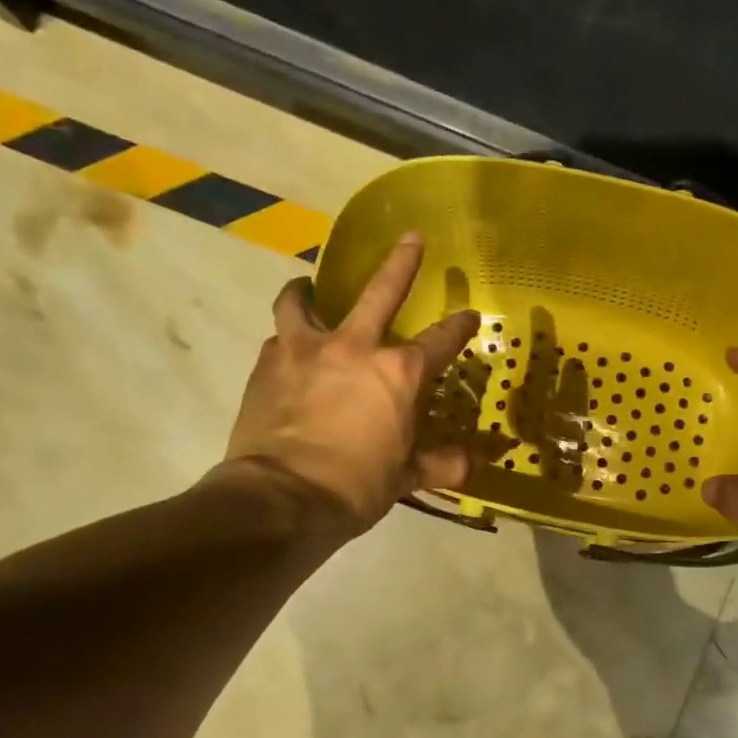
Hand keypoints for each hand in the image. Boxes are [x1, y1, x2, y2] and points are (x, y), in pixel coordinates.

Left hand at [220, 234, 479, 529]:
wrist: (281, 499)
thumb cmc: (355, 488)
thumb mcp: (405, 478)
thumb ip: (441, 465)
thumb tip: (471, 465)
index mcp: (397, 374)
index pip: (439, 342)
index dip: (459, 327)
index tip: (469, 315)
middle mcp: (353, 348)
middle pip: (380, 292)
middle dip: (401, 263)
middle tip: (411, 238)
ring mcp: (304, 351)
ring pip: (302, 302)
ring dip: (306, 291)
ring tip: (306, 289)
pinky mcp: (266, 364)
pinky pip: (277, 339)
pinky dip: (285, 340)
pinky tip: (287, 353)